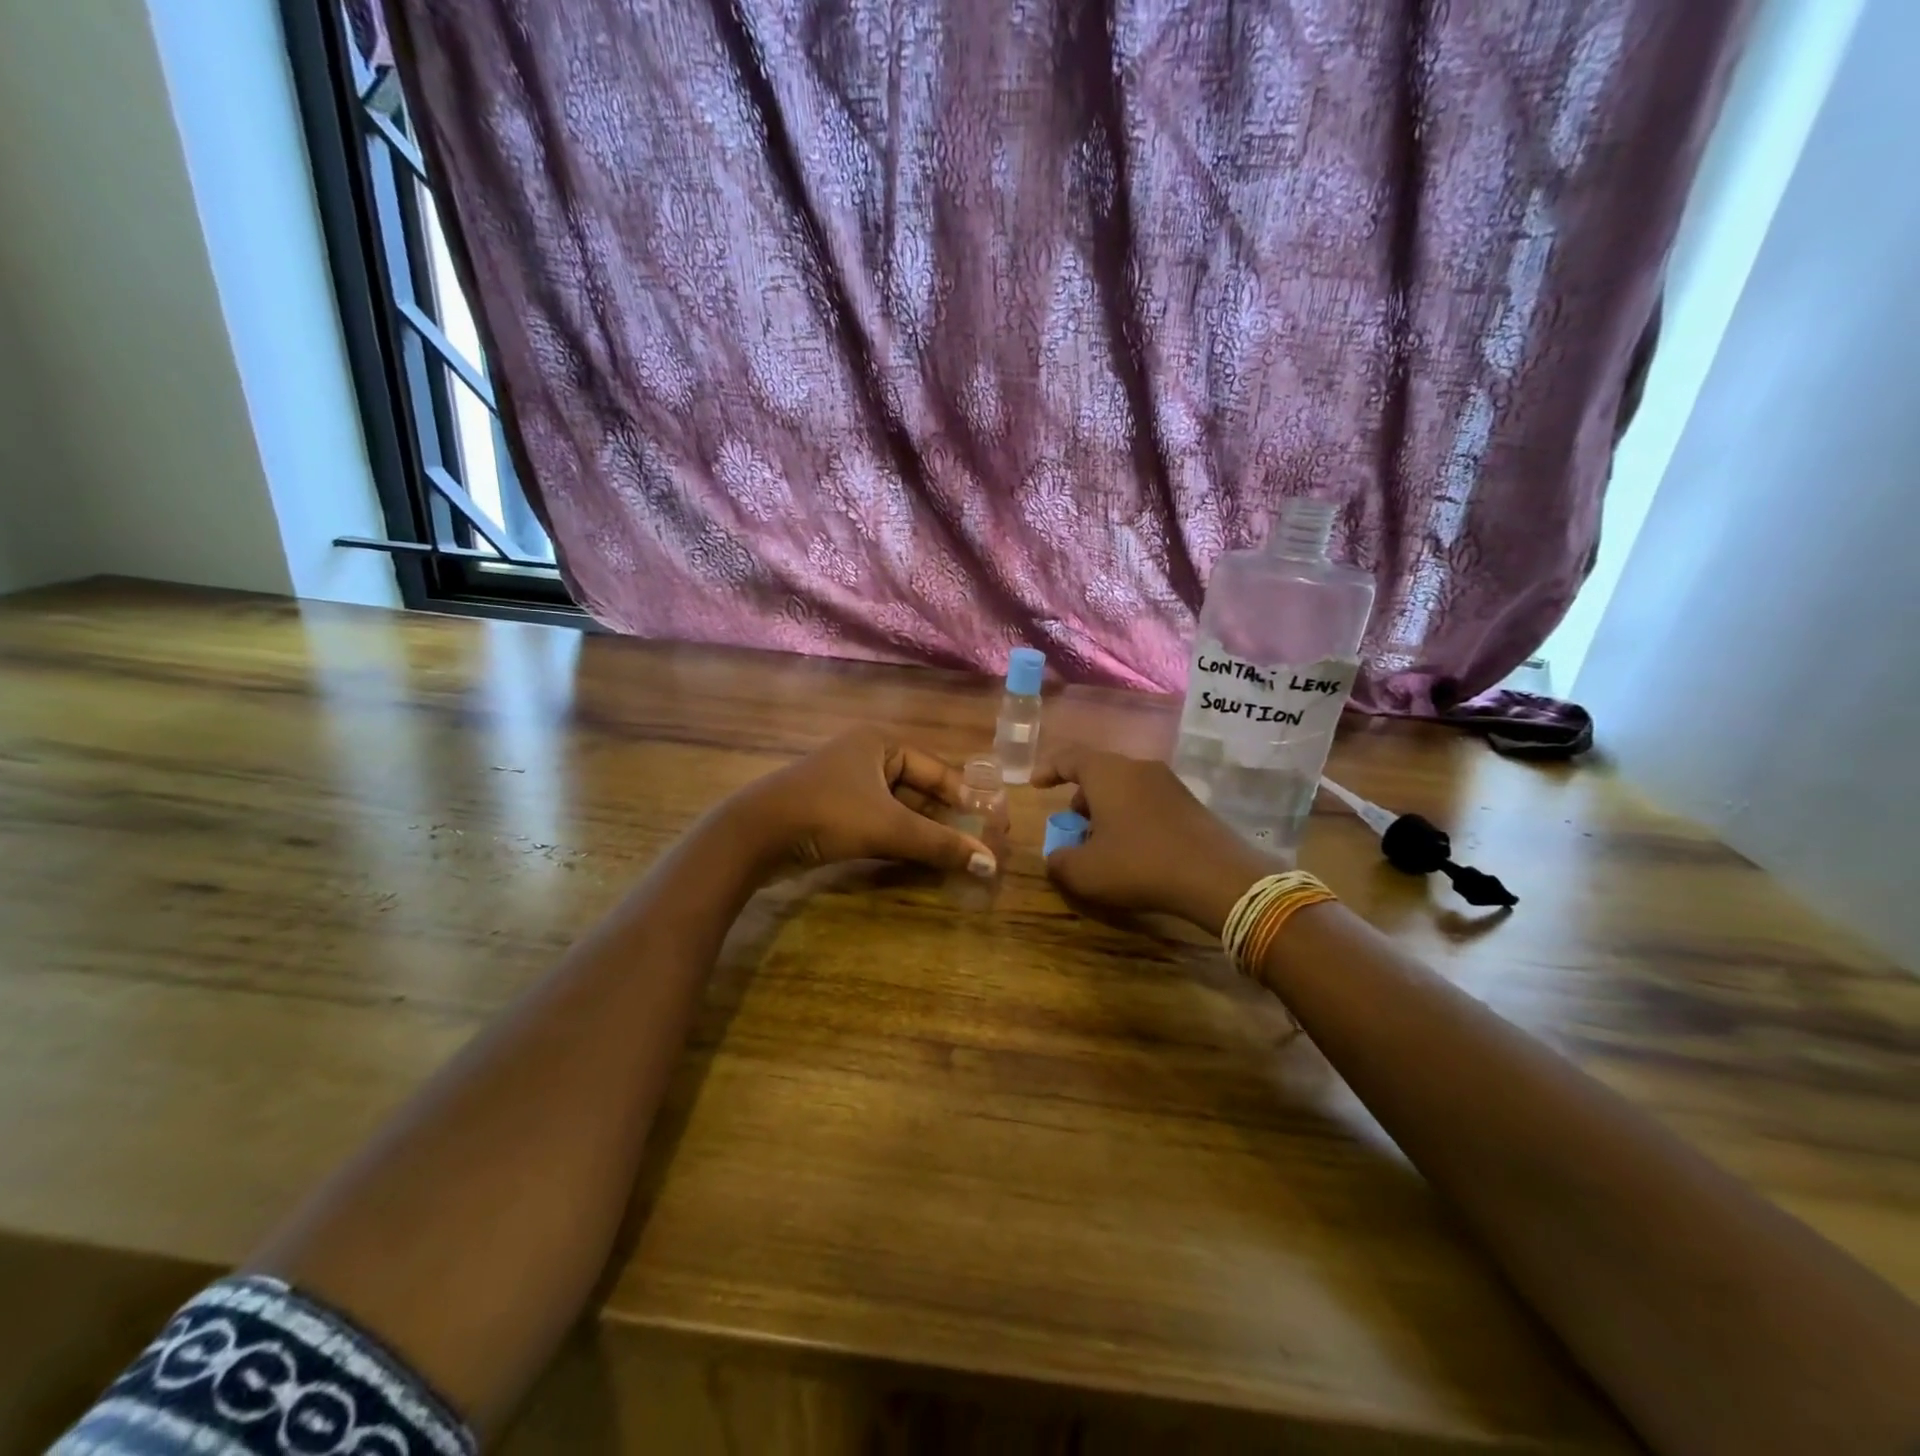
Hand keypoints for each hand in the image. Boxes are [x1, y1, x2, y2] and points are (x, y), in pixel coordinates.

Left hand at [728, 728, 1002, 876]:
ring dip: (927, 832)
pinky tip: (924, 860)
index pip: (939, 770)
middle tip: (982, 844)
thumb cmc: (827, 814)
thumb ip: (939, 844)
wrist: (753, 835)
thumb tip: (991, 864)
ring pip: (900, 809)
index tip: (995, 825)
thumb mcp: (888, 827)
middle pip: (921, 789)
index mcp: (881, 743)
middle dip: (949, 818)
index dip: (968, 798)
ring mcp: (848, 785)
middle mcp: (867, 757)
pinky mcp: (834, 812)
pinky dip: (902, 840)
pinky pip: (880, 822)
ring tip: (961, 856)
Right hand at [1033, 744, 1275, 934]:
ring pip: (1126, 787)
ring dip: (1107, 809)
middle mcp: (1138, 768)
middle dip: (1081, 797)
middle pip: (1100, 773)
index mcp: (1107, 773)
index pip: (1069, 758)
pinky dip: (1132, 817)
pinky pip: (1148, 801)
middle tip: (1072, 824)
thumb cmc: (1139, 865)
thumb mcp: (1085, 872)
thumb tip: (1056, 857)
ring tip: (1102, 842)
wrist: (1216, 877)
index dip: (1049, 770)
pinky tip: (1135, 849)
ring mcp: (1169, 783)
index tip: (1036, 785)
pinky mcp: (1191, 803)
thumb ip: (1059, 862)